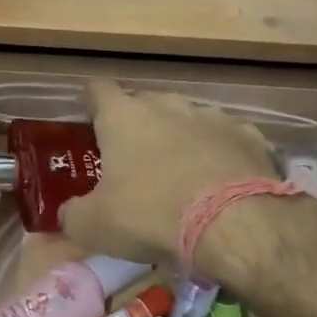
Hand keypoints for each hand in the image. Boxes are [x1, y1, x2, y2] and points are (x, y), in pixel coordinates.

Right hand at [59, 82, 280, 267]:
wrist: (235, 225)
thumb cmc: (150, 215)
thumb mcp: (94, 226)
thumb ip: (72, 215)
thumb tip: (66, 215)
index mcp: (122, 117)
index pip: (97, 90)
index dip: (91, 103)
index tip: (89, 121)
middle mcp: (166, 105)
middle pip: (144, 103)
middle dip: (137, 123)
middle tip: (131, 157)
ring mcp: (212, 117)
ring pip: (187, 118)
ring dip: (179, 137)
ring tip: (178, 171)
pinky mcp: (250, 136)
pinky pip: (226, 138)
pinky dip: (219, 153)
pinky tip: (220, 180)